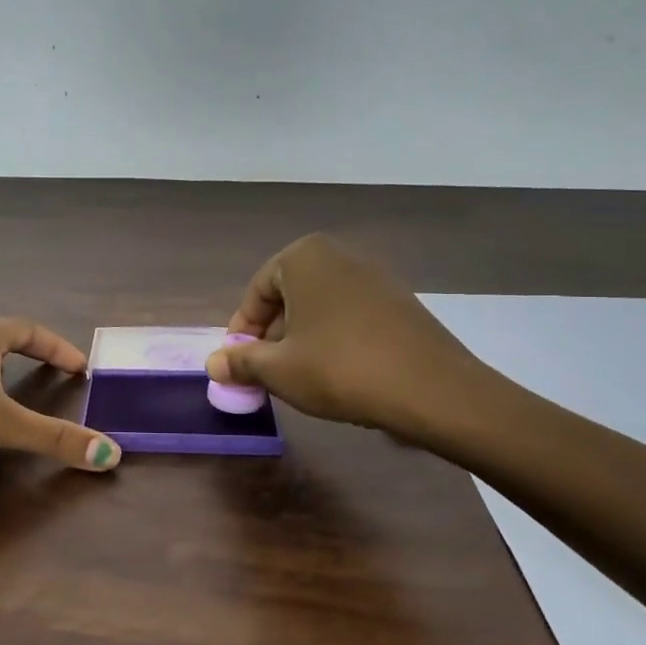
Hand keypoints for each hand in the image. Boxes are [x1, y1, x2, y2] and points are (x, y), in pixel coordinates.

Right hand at [205, 234, 507, 445]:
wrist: (431, 388)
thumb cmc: (339, 369)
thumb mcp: (278, 369)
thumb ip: (241, 362)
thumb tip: (214, 364)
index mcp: (303, 257)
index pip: (257, 291)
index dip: (242, 330)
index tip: (238, 363)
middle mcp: (339, 256)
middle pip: (288, 296)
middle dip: (271, 335)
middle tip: (265, 372)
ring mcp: (374, 276)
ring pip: (319, 307)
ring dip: (301, 339)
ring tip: (299, 377)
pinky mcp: (399, 301)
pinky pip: (349, 316)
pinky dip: (333, 339)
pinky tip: (337, 373)